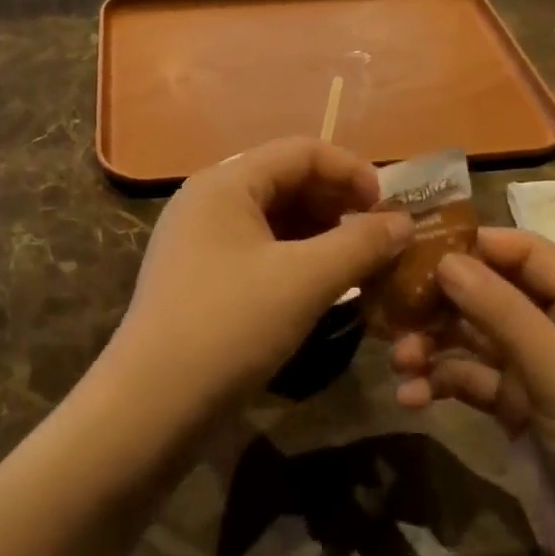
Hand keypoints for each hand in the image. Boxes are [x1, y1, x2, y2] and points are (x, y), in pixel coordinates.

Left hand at [103, 139, 412, 430]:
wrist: (152, 404)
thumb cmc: (230, 326)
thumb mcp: (304, 280)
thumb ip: (359, 244)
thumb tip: (403, 222)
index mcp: (226, 183)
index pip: (301, 151)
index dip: (352, 171)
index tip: (390, 208)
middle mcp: (209, 200)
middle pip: (287, 181)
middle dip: (339, 204)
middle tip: (380, 239)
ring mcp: (201, 240)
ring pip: (275, 220)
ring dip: (321, 235)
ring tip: (360, 265)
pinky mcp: (201, 277)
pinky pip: (260, 251)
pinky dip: (297, 260)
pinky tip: (323, 287)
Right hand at [391, 229, 554, 555]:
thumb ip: (503, 315)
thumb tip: (447, 260)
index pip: (530, 256)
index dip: (479, 244)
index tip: (420, 245)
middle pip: (492, 295)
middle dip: (444, 301)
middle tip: (394, 305)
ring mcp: (536, 374)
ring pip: (472, 338)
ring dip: (433, 345)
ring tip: (400, 360)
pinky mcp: (513, 412)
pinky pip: (467, 380)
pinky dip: (439, 383)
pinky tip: (412, 398)